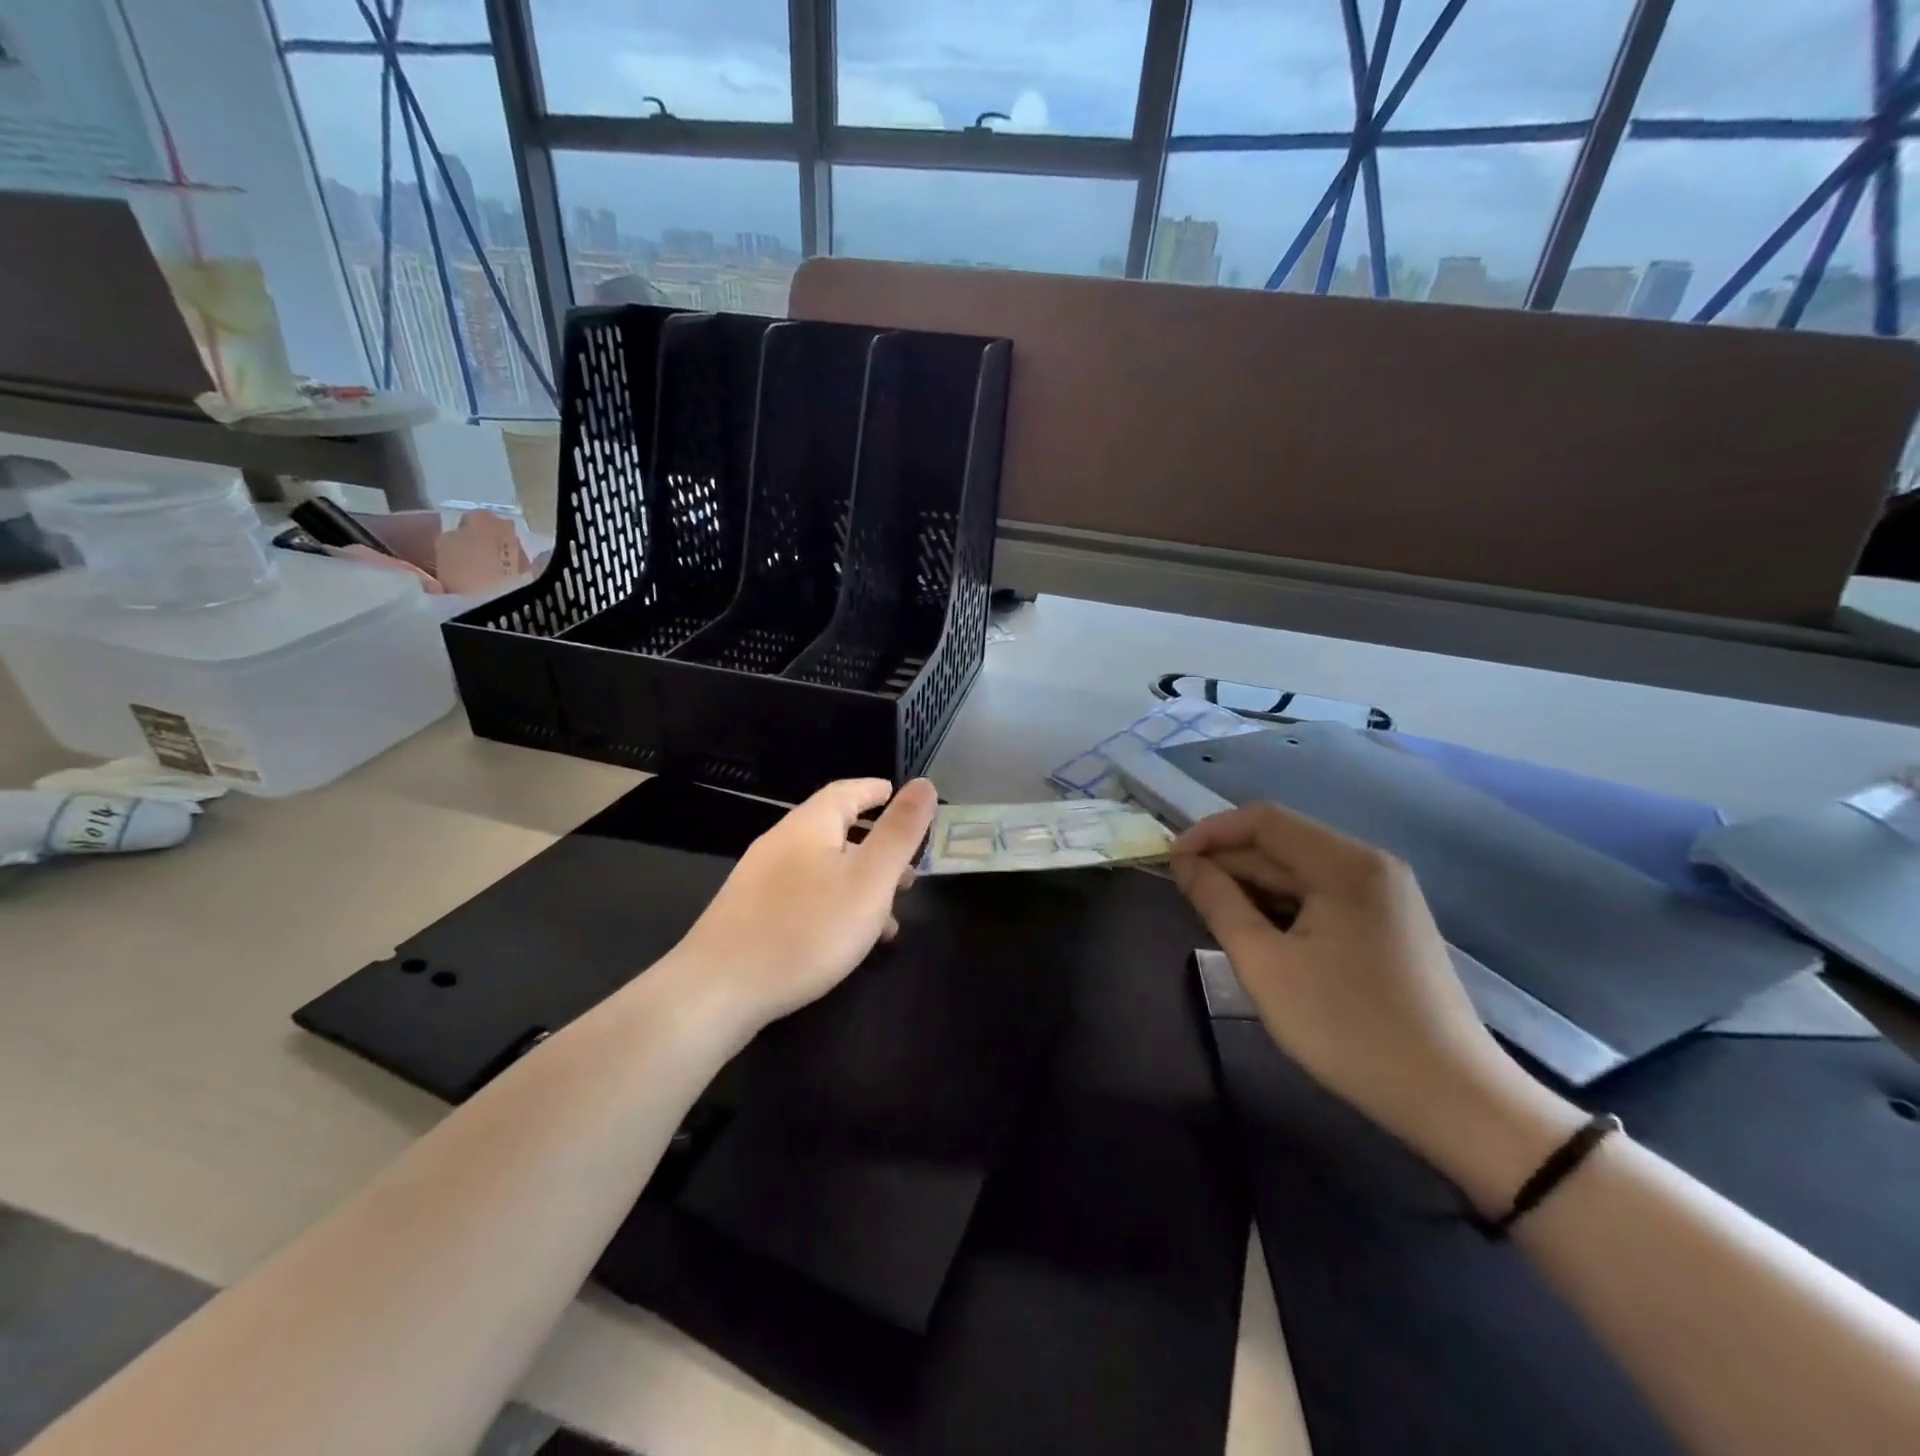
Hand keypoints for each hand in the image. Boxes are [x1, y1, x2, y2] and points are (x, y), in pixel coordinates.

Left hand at [668, 778, 937, 1030]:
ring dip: (859, 884)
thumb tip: (924, 783)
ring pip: (823, 869)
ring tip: (890, 916)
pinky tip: (848, 941)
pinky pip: (804, 896)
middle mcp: (781, 843)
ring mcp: (761, 880)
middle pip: (835, 831)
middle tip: (909, 871)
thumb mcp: (870, 879)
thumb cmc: (807, 928)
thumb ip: (900, 832)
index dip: (875, 791)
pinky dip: (835, 905)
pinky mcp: (751, 914)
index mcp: (810, 825)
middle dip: (876, 847)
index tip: (898, 794)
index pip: (847, 791)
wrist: (719, 990)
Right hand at [1172, 803, 1581, 1211]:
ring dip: (1253, 887)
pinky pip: (1322, 897)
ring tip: (1214, 917)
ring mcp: (1385, 895)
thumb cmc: (1347, 1028)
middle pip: (1283, 844)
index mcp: (1345, 863)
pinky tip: (1259, 935)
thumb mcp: (1265, 964)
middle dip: (1229, 863)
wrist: (1452, 1100)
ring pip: (1300, 873)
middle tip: (1184, 895)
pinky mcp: (1388, 924)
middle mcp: (1370, 865)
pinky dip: (1283, 907)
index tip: (1171, 862)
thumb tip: (1184, 862)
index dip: (1210, 832)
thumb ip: (1218, 902)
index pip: (1263, 819)